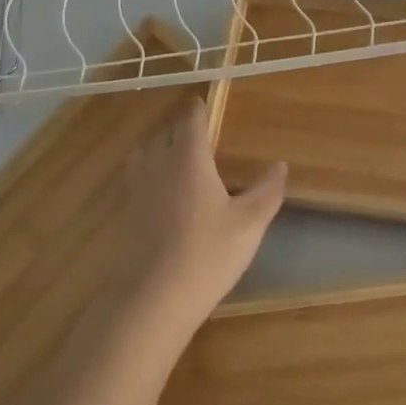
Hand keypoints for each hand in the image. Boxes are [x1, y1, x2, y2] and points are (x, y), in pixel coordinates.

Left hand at [120, 98, 286, 336]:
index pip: (190, 120)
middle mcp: (158, 164)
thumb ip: (266, 190)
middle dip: (181, 128)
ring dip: (160, 149)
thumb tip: (280, 165)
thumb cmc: (208, 254)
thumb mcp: (249, 223)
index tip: (205, 105)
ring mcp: (137, 189)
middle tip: (199, 133)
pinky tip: (163, 195)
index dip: (198, 109)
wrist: (154, 299)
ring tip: (177, 159)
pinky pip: (137, 179)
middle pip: (165, 133)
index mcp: (188, 158)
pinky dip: (149, 174)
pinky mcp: (125, 214)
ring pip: (145, 154)